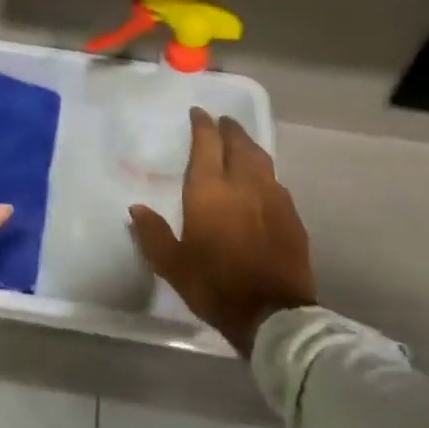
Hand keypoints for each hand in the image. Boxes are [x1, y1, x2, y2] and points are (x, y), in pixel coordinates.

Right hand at [127, 108, 314, 355]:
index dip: (202, 125)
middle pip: (239, 144)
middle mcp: (244, 184)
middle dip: (229, 129)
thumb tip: (136, 209)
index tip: (198, 113)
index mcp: (210, 191)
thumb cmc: (215, 285)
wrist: (273, 315)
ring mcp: (273, 198)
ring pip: (262, 159)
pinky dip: (265, 173)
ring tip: (241, 143)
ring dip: (249, 146)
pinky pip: (276, 182)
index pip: (207, 144)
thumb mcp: (172, 264)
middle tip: (222, 121)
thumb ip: (153, 233)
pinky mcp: (292, 216)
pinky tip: (262, 182)